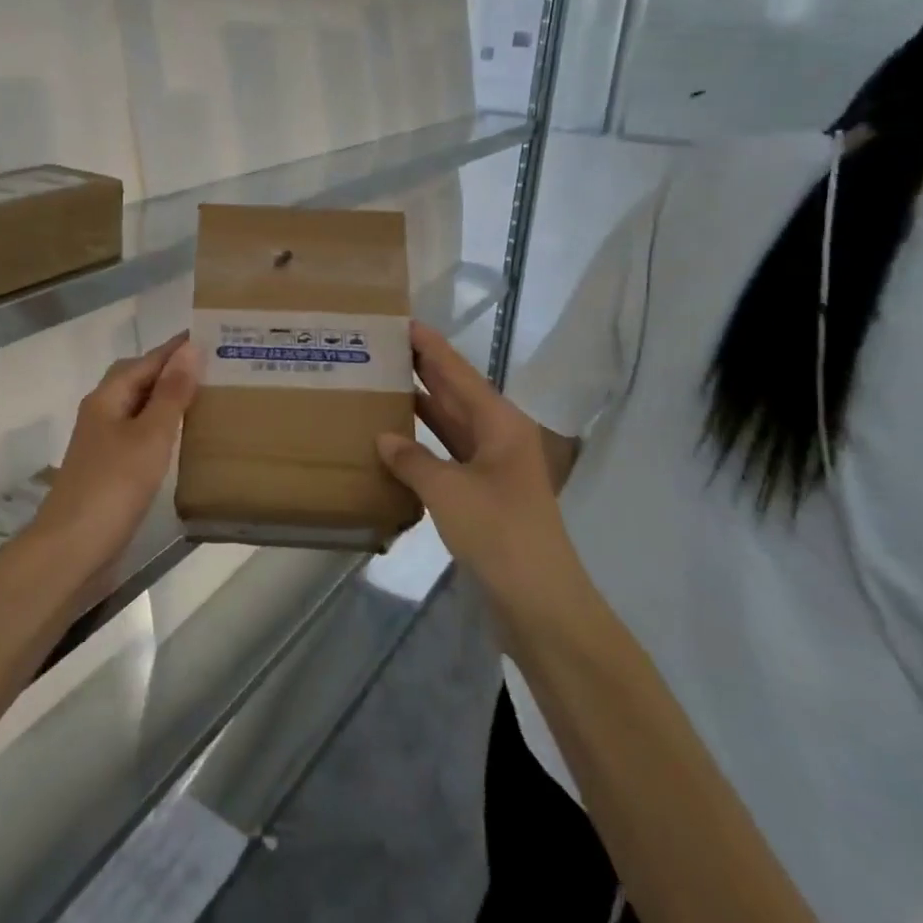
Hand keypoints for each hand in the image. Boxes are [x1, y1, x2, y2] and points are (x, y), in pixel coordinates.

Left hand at [41, 334, 200, 559]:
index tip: (210, 335)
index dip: (176, 348)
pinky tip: (182, 439)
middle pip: (137, 380)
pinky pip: (139, 434)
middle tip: (213, 367)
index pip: (146, 360)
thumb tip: (190, 349)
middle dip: (171, 370)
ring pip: (138, 408)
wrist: (73, 549)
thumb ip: (171, 393)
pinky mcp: (108, 470)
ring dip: (167, 399)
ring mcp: (102, 444)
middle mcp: (101, 413)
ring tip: (205, 397)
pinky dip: (161, 428)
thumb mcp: (151, 435)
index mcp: (107, 397)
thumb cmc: (114, 485)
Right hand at [377, 322, 579, 592]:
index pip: (459, 373)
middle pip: (457, 394)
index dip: (432, 347)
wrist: (538, 600)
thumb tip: (384, 438)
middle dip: (424, 370)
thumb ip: (413, 459)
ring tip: (384, 383)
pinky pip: (448, 455)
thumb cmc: (499, 532)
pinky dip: (424, 444)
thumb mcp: (449, 490)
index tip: (404, 322)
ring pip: (451, 425)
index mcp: (500, 423)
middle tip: (384, 347)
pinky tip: (396, 440)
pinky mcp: (482, 494)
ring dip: (422, 406)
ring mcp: (492, 467)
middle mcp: (498, 437)